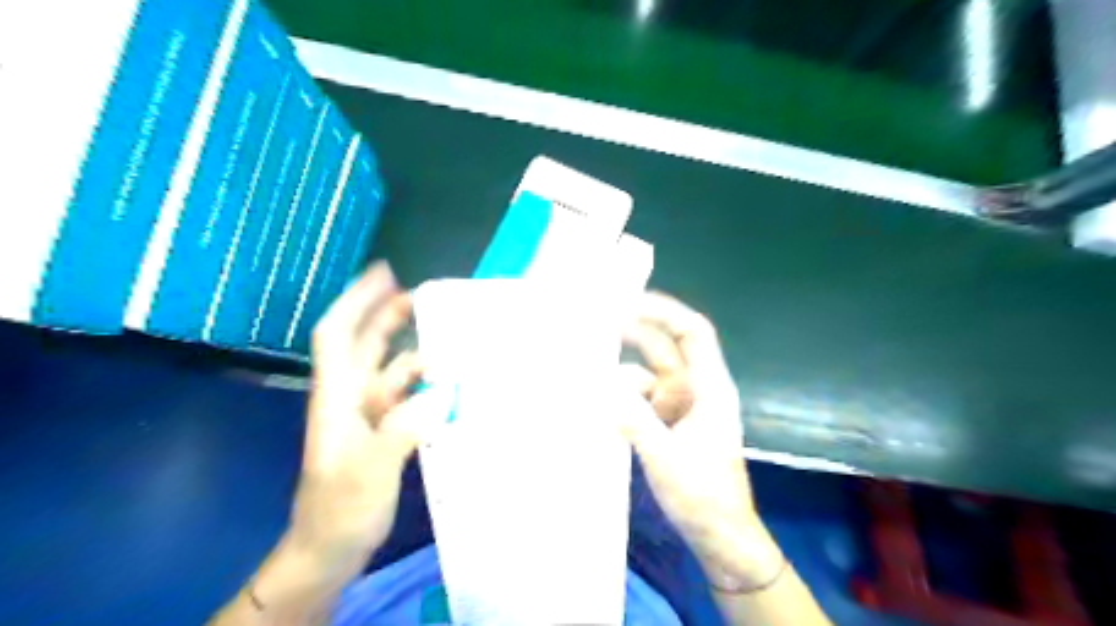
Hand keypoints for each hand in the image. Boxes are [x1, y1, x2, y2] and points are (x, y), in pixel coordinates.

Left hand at [293, 261, 448, 565]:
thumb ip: (403, 430)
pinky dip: (425, 384)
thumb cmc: (339, 511)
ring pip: (391, 370)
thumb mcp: (369, 472)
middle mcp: (351, 398)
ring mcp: (369, 416)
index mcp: (337, 397)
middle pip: (366, 344)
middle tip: (427, 294)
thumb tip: (441, 391)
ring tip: (451, 339)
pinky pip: (406, 396)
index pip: (338, 335)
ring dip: (415, 351)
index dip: (357, 300)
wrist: (329, 550)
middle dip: (389, 314)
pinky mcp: (385, 432)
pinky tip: (449, 383)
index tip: (384, 272)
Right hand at [620, 291, 783, 588]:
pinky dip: (625, 399)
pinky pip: (645, 400)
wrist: (720, 537)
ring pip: (651, 376)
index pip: (694, 333)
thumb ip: (634, 420)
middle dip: (635, 335)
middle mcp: (699, 390)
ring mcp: (684, 408)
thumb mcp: (665, 458)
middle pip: (667, 349)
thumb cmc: (703, 497)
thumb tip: (602, 384)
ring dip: (624, 375)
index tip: (630, 301)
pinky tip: (601, 405)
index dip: (666, 311)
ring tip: (588, 372)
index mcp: (710, 389)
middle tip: (595, 327)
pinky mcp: (671, 424)